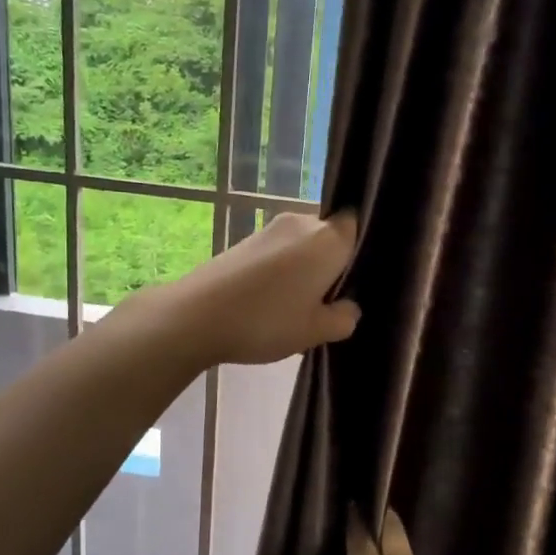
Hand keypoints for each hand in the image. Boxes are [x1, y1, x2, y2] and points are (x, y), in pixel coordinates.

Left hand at [140, 210, 361, 366]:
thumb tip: (348, 308)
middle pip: (329, 235)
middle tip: (329, 300)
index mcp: (329, 239)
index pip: (357, 225)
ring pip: (302, 245)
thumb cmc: (267, 321)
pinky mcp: (246, 240)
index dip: (358, 249)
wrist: (197, 315)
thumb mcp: (315, 331)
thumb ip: (343, 318)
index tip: (356, 278)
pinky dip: (282, 270)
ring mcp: (270, 229)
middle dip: (332, 263)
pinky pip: (278, 251)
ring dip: (305, 268)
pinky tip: (272, 300)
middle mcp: (302, 223)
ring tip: (298, 305)